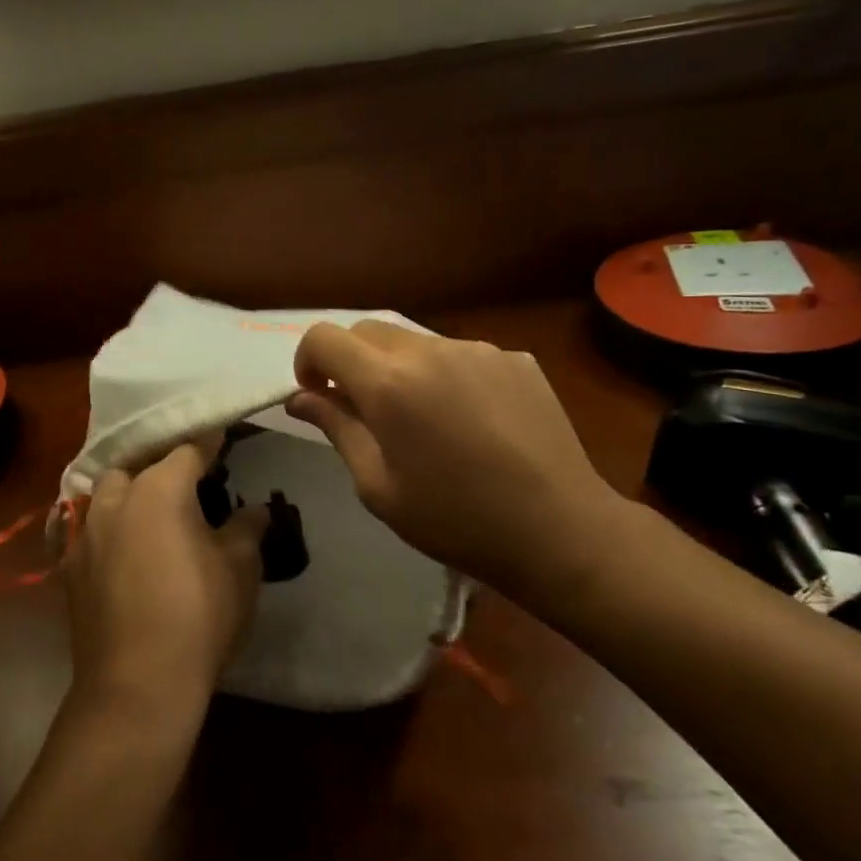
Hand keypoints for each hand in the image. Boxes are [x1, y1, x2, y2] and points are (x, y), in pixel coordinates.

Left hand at [63, 437, 268, 717]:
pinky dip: (110, 528)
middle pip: (138, 465)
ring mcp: (86, 533)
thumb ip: (247, 528)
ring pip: (106, 494)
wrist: (137, 686)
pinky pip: (90, 531)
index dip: (210, 441)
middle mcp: (115, 499)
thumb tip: (256, 508)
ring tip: (153, 511)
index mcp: (159, 489)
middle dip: (161, 465)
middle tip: (187, 480)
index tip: (224, 435)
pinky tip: (125, 548)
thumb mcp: (240, 568)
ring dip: (129, 493)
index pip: (189, 449)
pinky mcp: (69, 567)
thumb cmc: (199, 616)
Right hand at [286, 320, 628, 595]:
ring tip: (423, 420)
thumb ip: (337, 428)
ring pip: (416, 341)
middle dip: (350, 361)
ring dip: (399, 368)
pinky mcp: (515, 358)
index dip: (308, 361)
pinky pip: (460, 355)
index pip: (324, 338)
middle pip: (368, 330)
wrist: (559, 530)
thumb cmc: (455, 520)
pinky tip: (469, 421)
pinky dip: (445, 376)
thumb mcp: (378, 486)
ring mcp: (478, 349)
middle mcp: (431, 350)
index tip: (318, 395)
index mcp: (389, 383)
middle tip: (363, 410)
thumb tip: (301, 398)